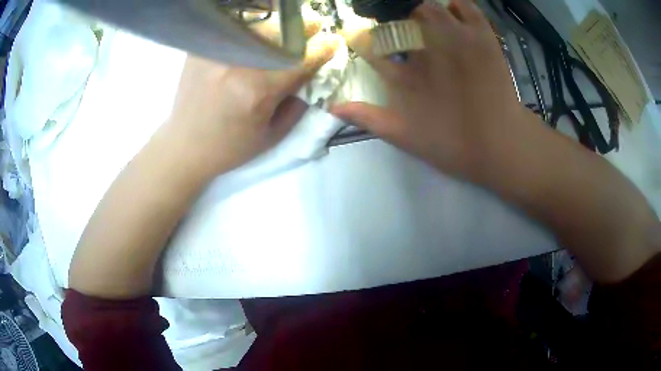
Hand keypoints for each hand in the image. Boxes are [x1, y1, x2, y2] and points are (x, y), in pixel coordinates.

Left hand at [168, 21, 340, 173]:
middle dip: (301, 28)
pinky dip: (246, 27)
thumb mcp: (271, 136)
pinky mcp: (200, 51)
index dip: (322, 50)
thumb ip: (296, 106)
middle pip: (279, 35)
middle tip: (311, 25)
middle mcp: (237, 66)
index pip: (300, 61)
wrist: (184, 147)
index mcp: (258, 91)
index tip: (333, 42)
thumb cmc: (229, 147)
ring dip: (275, 26)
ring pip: (255, 28)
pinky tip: (253, 32)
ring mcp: (216, 54)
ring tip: (284, 27)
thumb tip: (308, 77)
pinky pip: (230, 31)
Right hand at [333, 0, 524, 180]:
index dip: (359, 38)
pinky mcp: (482, 38)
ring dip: (417, 9)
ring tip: (418, 18)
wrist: (502, 144)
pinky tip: (450, 11)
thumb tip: (331, 107)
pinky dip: (455, 4)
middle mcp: (426, 50)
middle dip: (388, 19)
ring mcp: (456, 40)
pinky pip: (465, 7)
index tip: (357, 35)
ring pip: (427, 7)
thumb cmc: (454, 144)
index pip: (370, 46)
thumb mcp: (405, 137)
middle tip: (393, 25)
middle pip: (397, 20)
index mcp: (405, 76)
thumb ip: (368, 119)